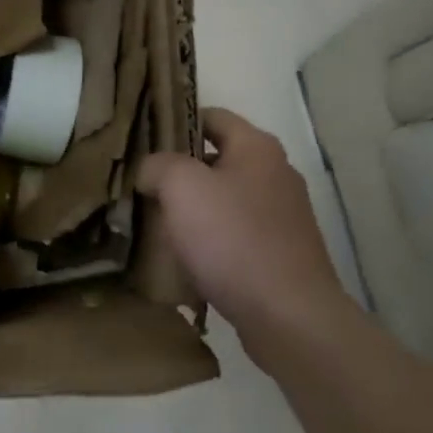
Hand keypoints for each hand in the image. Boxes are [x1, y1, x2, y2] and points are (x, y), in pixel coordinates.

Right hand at [136, 108, 348, 367]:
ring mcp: (284, 216)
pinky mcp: (283, 253)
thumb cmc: (233, 239)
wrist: (289, 316)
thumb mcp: (181, 187)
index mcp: (257, 147)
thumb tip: (150, 171)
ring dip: (195, 209)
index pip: (212, 116)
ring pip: (226, 200)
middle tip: (143, 185)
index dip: (176, 123)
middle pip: (218, 159)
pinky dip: (213, 241)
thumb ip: (157, 165)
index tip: (144, 141)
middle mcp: (276, 173)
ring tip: (158, 224)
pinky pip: (237, 235)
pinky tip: (188, 259)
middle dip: (180, 171)